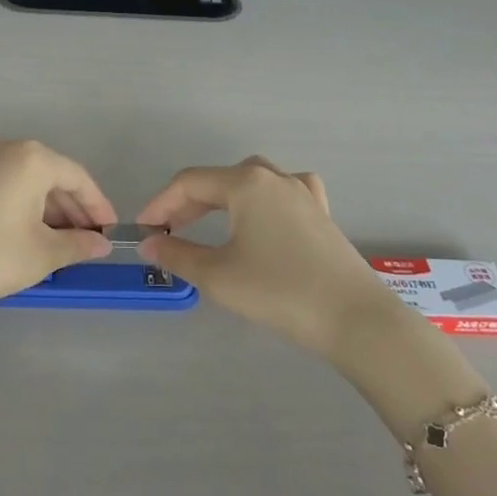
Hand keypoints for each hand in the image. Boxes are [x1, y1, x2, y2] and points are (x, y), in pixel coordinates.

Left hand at [0, 141, 114, 335]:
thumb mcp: (41, 255)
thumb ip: (77, 245)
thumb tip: (100, 244)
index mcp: (31, 158)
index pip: (77, 177)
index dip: (98, 206)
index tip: (110, 233)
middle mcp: (3, 150)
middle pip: (50, 176)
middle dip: (71, 210)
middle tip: (86, 243)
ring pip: (23, 183)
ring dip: (45, 211)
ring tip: (56, 246)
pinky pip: (0, 188)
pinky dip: (18, 210)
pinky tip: (20, 240)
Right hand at [137, 158, 387, 357]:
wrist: (355, 319)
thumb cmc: (279, 291)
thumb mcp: (218, 276)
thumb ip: (177, 254)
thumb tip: (149, 243)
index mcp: (245, 182)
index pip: (189, 183)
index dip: (160, 203)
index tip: (142, 229)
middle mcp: (273, 176)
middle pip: (218, 180)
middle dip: (187, 204)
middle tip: (167, 233)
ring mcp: (302, 191)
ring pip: (250, 182)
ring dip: (221, 200)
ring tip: (206, 224)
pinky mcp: (321, 213)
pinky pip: (283, 191)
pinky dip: (262, 199)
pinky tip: (264, 213)